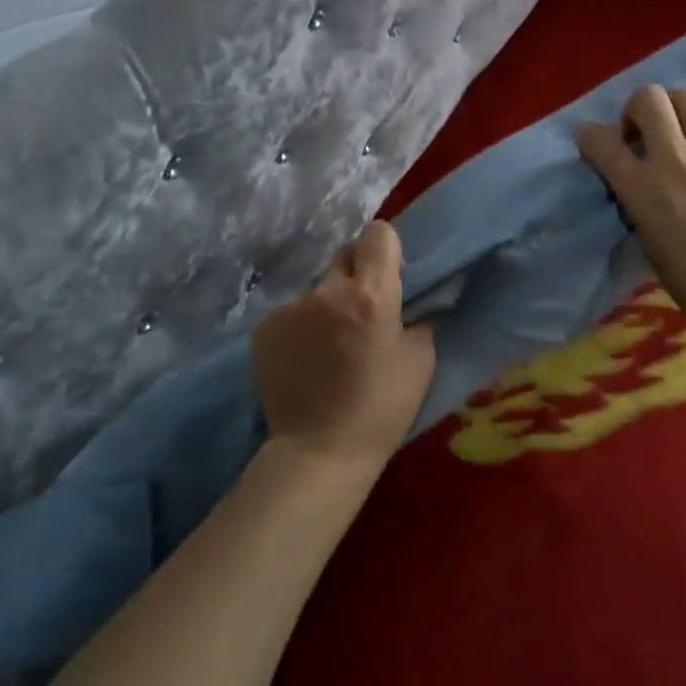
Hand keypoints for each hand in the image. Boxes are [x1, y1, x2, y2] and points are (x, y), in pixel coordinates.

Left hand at [250, 220, 435, 471]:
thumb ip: (418, 316)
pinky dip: (302, 326)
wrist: (318, 451)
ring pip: (317, 288)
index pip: (377, 234)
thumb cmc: (381, 408)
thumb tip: (414, 298)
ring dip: (328, 304)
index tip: (389, 271)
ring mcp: (290, 308)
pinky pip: (292, 312)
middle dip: (356, 274)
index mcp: (370, 295)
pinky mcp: (264, 328)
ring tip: (331, 344)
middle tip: (363, 310)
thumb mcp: (421, 360)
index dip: (386, 247)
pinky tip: (306, 359)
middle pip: (344, 257)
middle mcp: (327, 291)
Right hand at [575, 85, 685, 334]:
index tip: (594, 142)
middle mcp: (673, 158)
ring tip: (682, 128)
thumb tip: (637, 181)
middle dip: (637, 110)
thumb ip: (637, 203)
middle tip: (645, 133)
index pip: (600, 140)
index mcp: (640, 189)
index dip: (590, 136)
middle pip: (647, 98)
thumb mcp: (647, 243)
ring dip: (675, 108)